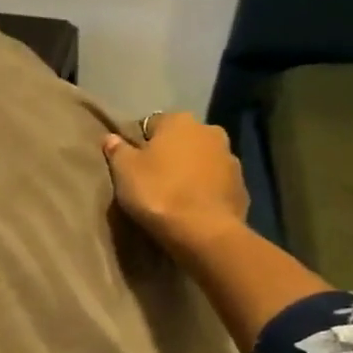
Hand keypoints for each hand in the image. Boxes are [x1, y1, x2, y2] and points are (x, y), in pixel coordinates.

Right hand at [102, 113, 249, 257]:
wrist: (203, 231)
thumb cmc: (158, 193)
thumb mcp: (124, 171)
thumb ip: (117, 151)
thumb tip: (111, 137)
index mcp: (179, 121)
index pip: (153, 123)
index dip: (140, 143)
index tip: (133, 164)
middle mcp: (209, 130)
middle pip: (182, 140)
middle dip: (170, 154)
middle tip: (153, 179)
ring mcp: (230, 158)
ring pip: (202, 160)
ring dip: (190, 171)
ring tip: (174, 195)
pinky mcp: (241, 185)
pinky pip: (216, 183)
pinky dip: (205, 190)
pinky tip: (193, 208)